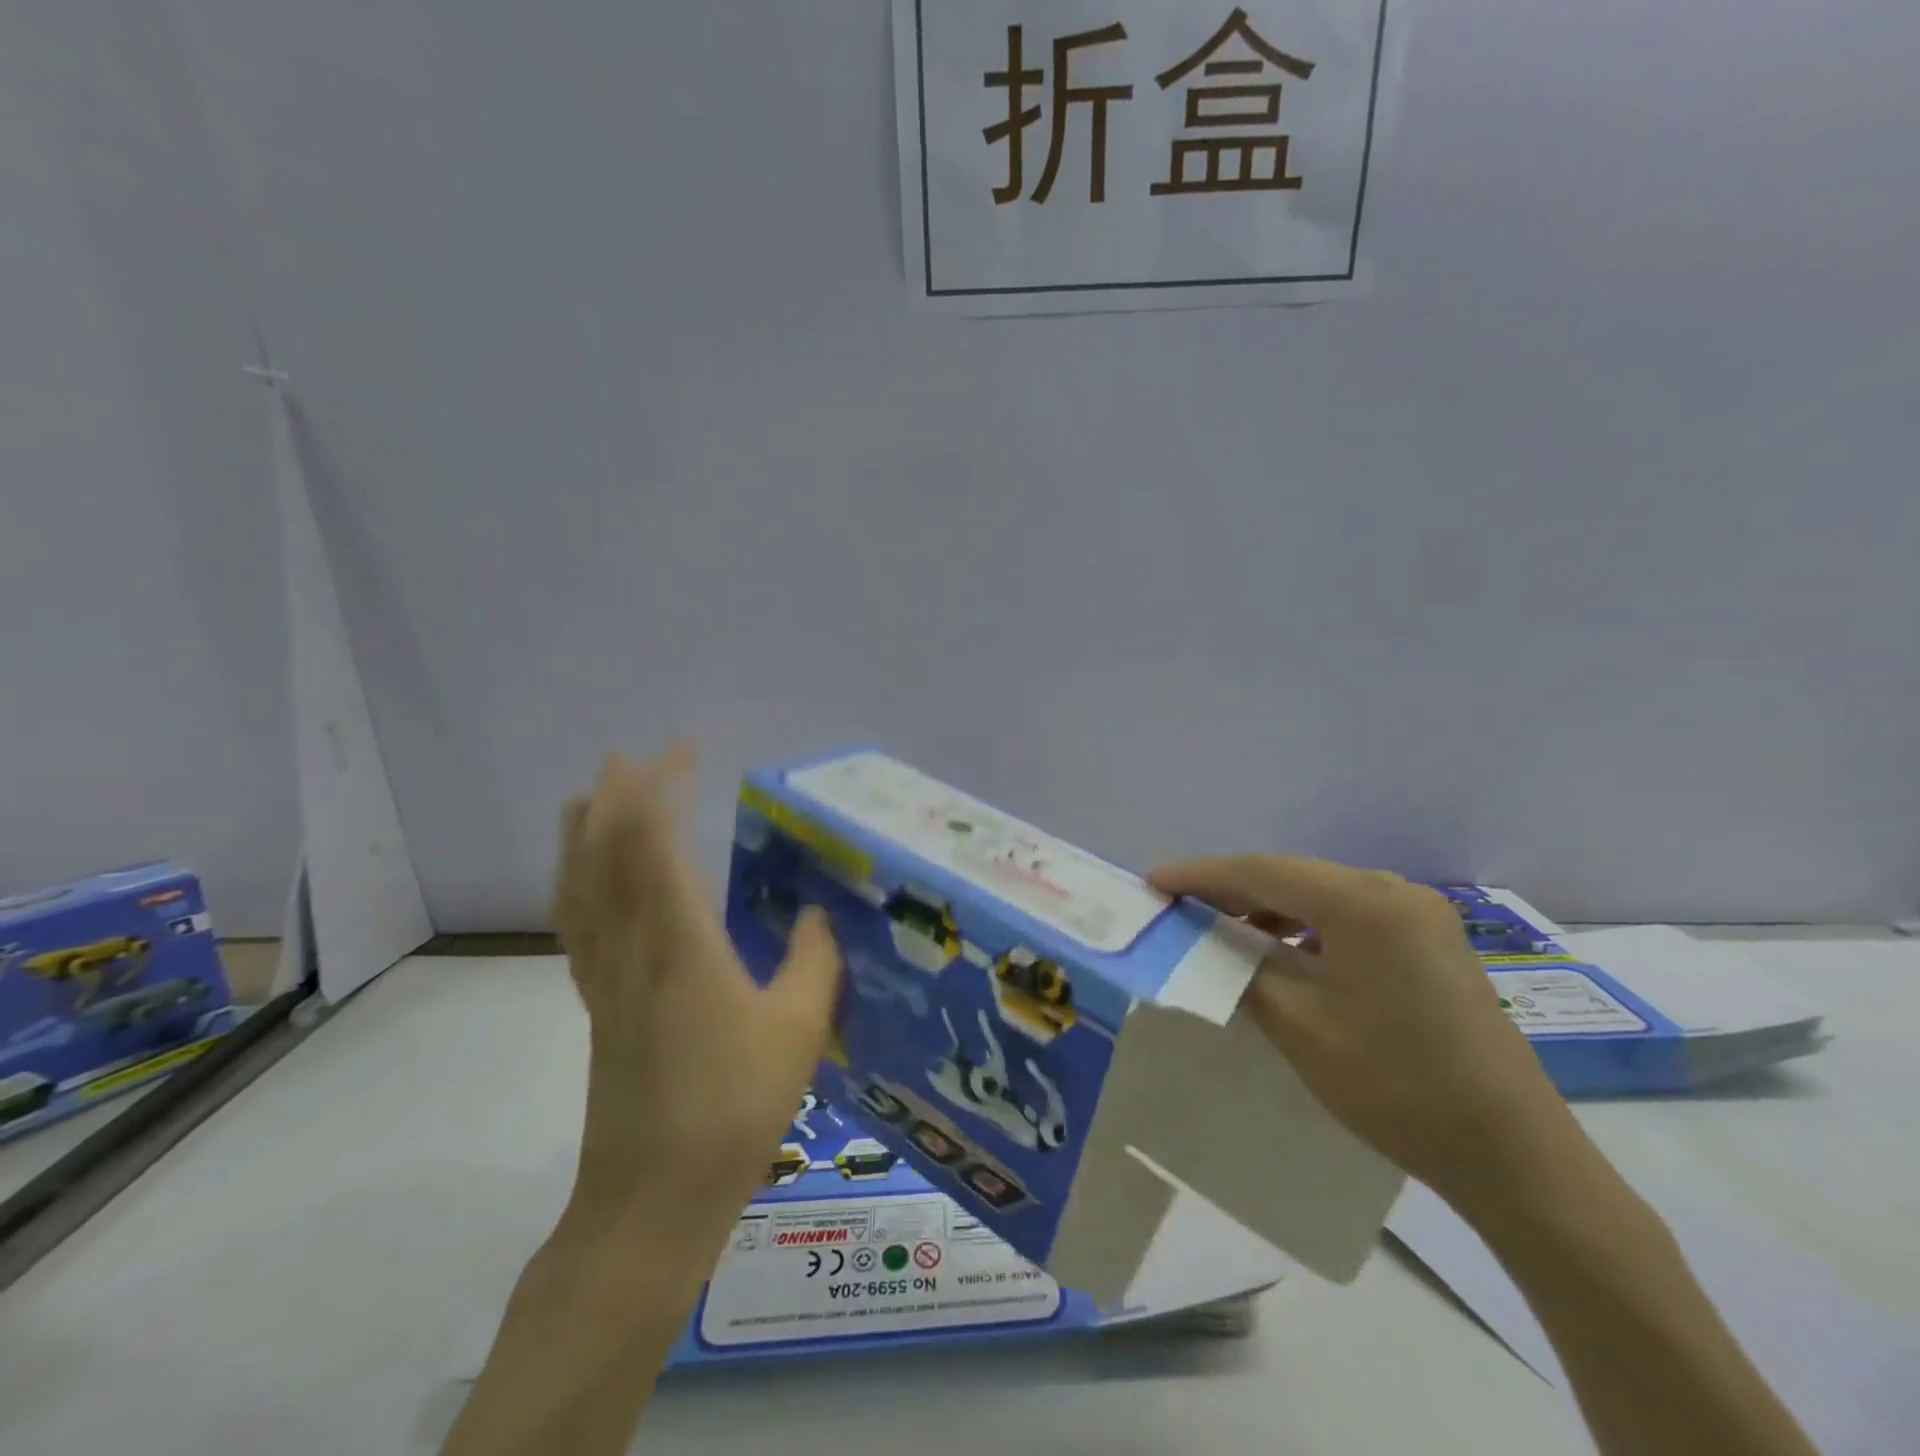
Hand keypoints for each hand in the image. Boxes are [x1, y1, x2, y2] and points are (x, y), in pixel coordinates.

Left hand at [551, 747, 841, 1240]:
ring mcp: (605, 978)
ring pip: (579, 888)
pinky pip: (577, 925)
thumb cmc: (734, 1108)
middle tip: (630, 756)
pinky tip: (584, 883)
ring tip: (586, 797)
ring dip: (582, 834)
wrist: (652, 1200)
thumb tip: (816, 913)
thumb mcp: (798, 1028)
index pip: (656, 845)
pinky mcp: (597, 1006)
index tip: (678, 749)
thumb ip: (813, 959)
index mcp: (680, 944)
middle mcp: (631, 948)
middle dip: (616, 797)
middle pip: (606, 855)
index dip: (661, 789)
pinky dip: (575, 885)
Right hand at [1148, 855, 1575, 1210]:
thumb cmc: (1396, 1085)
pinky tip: (1282, 951)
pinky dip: (1306, 927)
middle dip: (1231, 889)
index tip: (1153, 882)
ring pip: (1321, 896)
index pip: (1262, 872)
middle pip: (1292, 876)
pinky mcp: (1431, 942)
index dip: (1201, 876)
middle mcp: (1394, 891)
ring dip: (1269, 908)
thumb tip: (1203, 941)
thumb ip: (1242, 968)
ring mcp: (1420, 916)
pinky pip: (1350, 918)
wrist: (1514, 1155)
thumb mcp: (1299, 1024)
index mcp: (1363, 902)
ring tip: (1221, 928)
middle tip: (1179, 904)